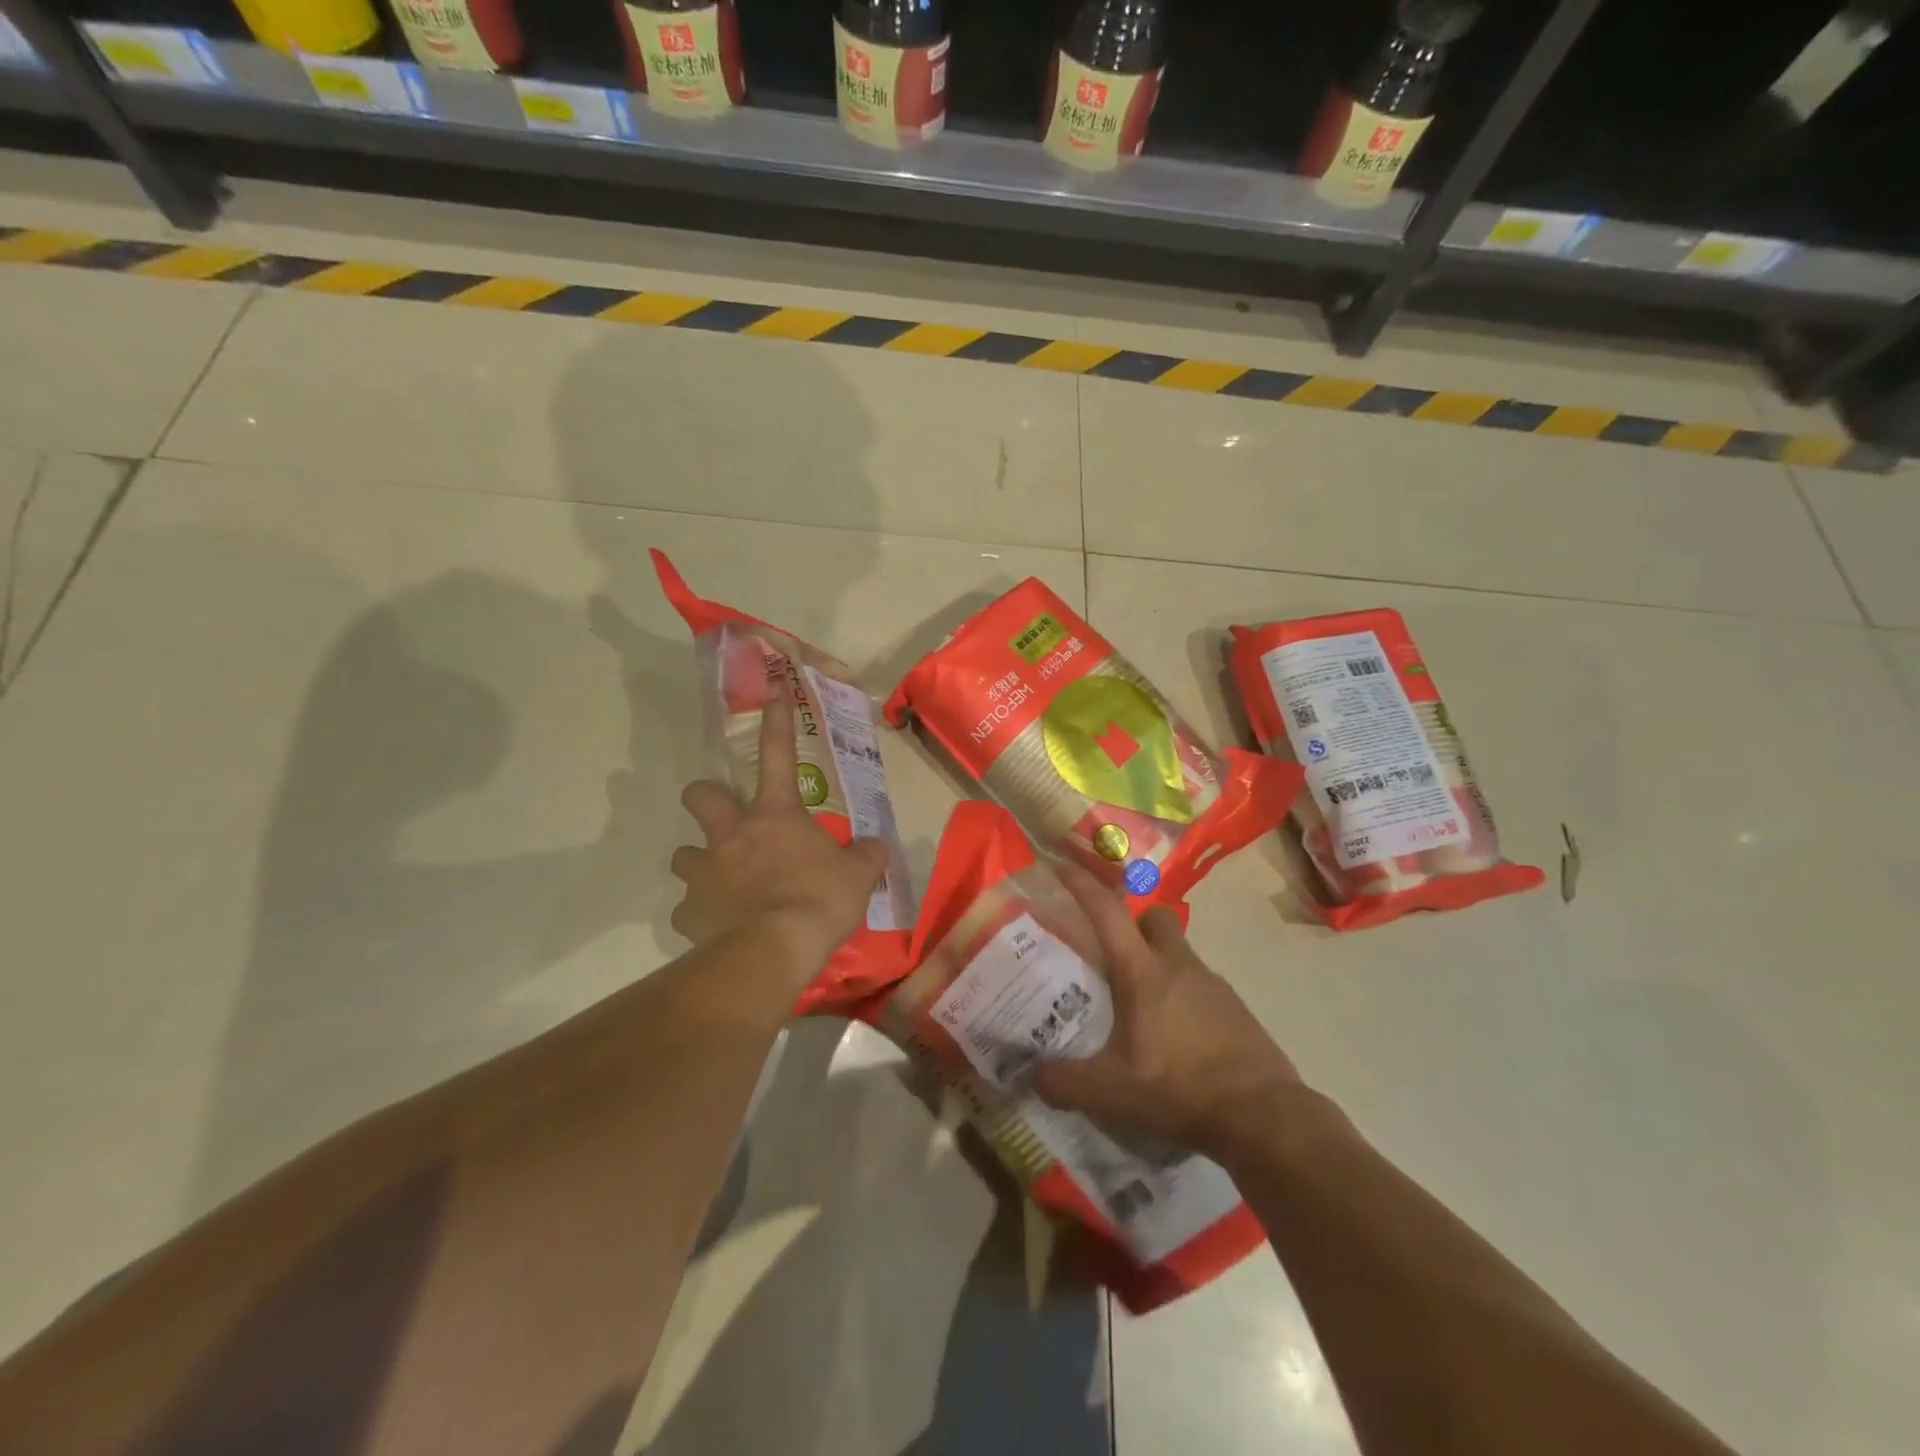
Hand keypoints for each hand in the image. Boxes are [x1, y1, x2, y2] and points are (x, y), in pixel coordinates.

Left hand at [670, 687, 890, 988]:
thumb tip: (877, 848)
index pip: (778, 754)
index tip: (773, 691)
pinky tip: (716, 926)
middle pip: (699, 796)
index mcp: (775, 815)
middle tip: (724, 820)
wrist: (776, 948)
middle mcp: (731, 834)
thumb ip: (866, 856)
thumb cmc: (820, 899)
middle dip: (705, 799)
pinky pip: (687, 910)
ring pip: (683, 855)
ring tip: (720, 883)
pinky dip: (699, 915)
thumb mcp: (858, 876)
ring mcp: (704, 872)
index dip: (777, 721)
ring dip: (700, 864)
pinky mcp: (689, 913)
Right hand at [1034, 865, 1304, 1161]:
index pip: (1106, 911)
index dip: (1081, 884)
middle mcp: (1179, 965)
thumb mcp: (1111, 1093)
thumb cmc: (1179, 1089)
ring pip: (1178, 952)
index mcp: (1143, 971)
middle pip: (1153, 917)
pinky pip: (1200, 985)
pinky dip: (1182, 996)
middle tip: (1110, 953)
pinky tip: (1174, 1036)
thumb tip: (1033, 1076)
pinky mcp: (1236, 1009)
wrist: (1264, 1116)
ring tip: (1139, 1006)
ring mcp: (1213, 985)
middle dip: (1131, 922)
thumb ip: (1063, 1083)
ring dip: (1157, 963)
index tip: (1060, 864)